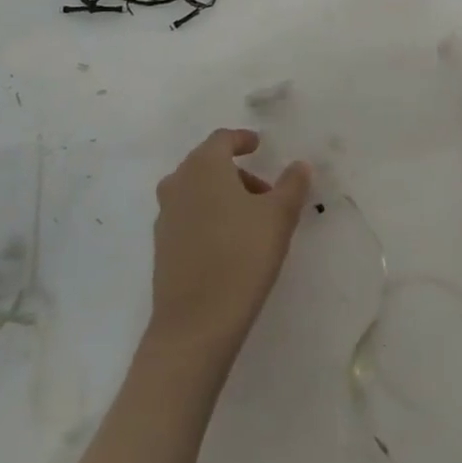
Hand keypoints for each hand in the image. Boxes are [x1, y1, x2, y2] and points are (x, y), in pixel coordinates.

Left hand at [149, 128, 311, 355]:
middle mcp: (178, 181)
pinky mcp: (161, 244)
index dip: (242, 139)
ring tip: (251, 223)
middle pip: (208, 164)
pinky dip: (208, 217)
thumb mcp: (278, 217)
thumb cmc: (241, 257)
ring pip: (197, 191)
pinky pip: (188, 216)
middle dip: (237, 173)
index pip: (222, 139)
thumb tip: (300, 165)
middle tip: (266, 194)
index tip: (258, 146)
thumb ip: (291, 185)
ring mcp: (165, 214)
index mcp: (203, 165)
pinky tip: (228, 244)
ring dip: (223, 196)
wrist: (195, 323)